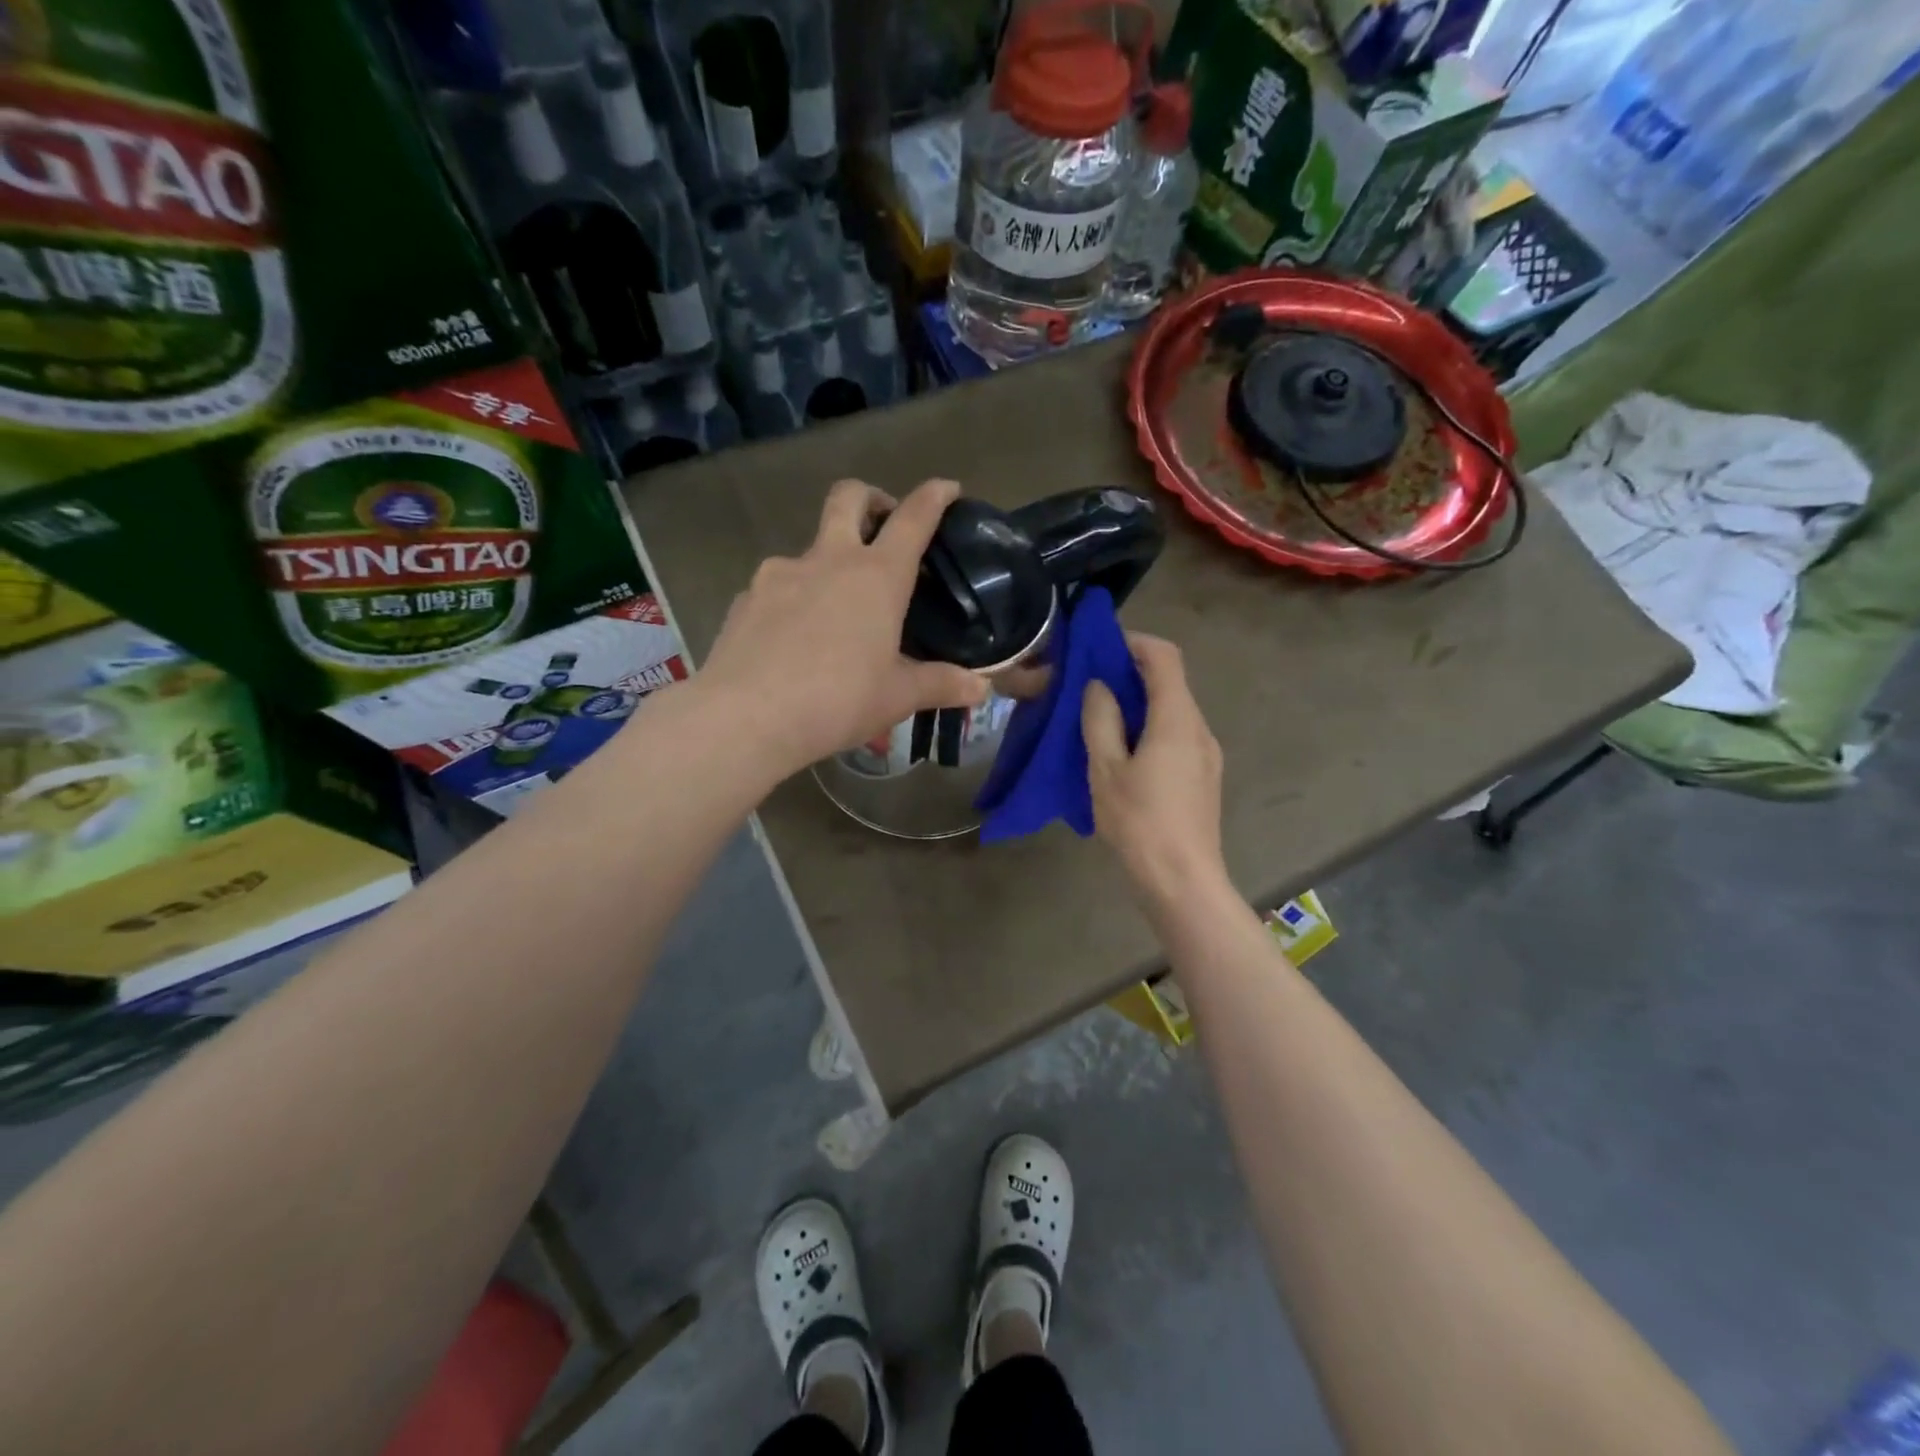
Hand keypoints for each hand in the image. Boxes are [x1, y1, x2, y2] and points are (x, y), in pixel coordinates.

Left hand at [694, 478, 988, 779]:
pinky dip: (794, 599)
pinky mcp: (745, 597)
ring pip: (810, 548)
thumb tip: (982, 689)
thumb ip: (940, 685)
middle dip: (872, 498)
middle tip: (883, 525)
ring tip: (835, 610)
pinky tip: (793, 638)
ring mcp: (779, 573)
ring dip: (829, 561)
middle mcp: (829, 560)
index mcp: (877, 577)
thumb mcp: (897, 697)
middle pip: (849, 497)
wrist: (746, 717)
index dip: (934, 496)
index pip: (913, 518)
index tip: (947, 488)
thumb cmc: (837, 701)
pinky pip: (777, 586)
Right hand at [1083, 633, 1226, 907]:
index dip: (1134, 642)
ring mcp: (1207, 755)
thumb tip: (1099, 686)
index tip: (1100, 647)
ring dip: (1140, 704)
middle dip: (1131, 674)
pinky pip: (1178, 736)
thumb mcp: (1105, 769)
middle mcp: (1200, 729)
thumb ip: (1101, 720)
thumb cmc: (1139, 823)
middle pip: (1171, 682)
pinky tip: (1124, 754)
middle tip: (1089, 685)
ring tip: (1101, 720)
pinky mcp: (1204, 777)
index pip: (1165, 657)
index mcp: (1177, 720)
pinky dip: (1151, 728)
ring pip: (1174, 711)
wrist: (1182, 882)